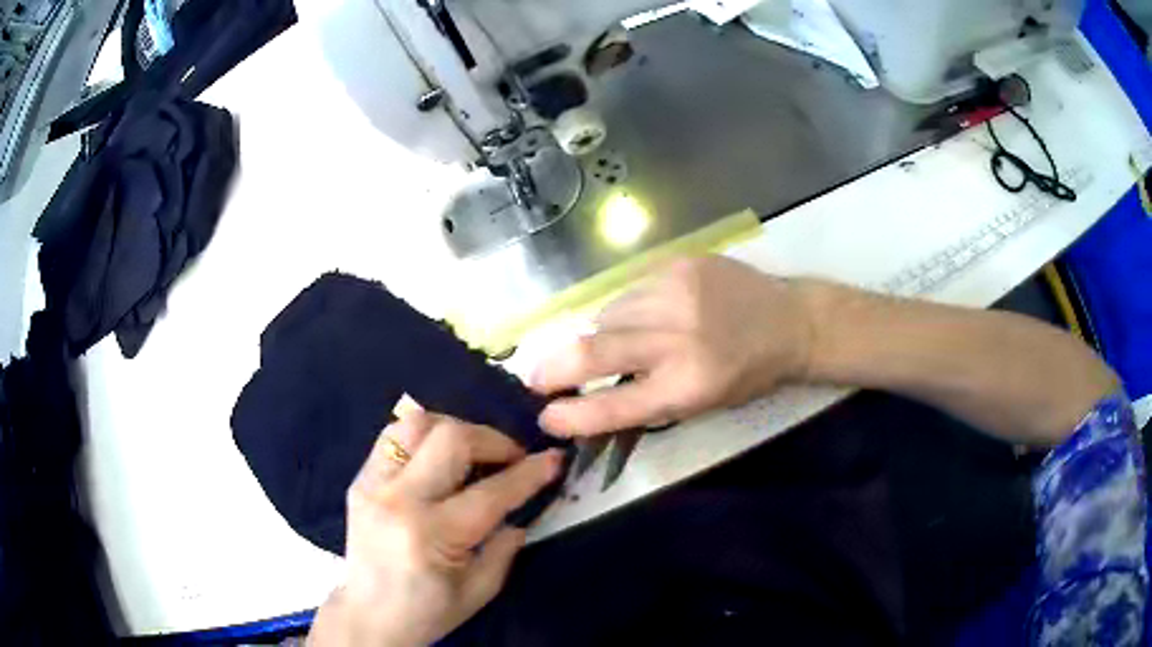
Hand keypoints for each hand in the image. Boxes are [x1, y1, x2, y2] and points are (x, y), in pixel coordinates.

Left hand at [309, 409, 563, 645]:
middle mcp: (398, 499)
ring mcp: (372, 484)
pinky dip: (424, 437)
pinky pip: (393, 437)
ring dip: (455, 430)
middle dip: (493, 440)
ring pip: (416, 424)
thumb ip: (505, 548)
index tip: (553, 459)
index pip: (490, 492)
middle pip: (451, 439)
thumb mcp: (479, 591)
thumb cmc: (427, 611)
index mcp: (431, 535)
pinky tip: (439, 458)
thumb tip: (521, 511)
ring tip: (474, 452)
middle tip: (512, 456)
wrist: (368, 615)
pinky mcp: (359, 479)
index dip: (529, 473)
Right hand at [532, 256, 816, 436]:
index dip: (573, 415)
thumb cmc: (748, 374)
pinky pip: (630, 291)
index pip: (616, 405)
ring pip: (607, 315)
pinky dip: (625, 310)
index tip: (545, 417)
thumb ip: (648, 400)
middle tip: (534, 377)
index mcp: (689, 384)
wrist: (789, 320)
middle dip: (555, 367)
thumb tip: (592, 394)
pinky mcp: (679, 265)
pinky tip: (643, 316)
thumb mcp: (703, 403)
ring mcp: (677, 293)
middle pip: (596, 351)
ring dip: (598, 335)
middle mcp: (679, 337)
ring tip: (611, 343)